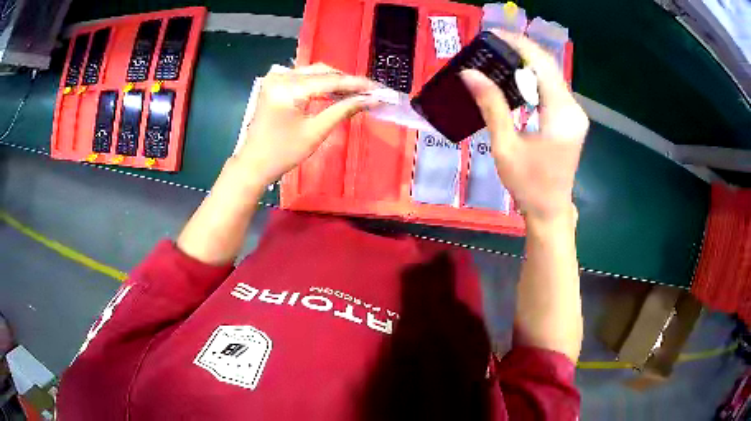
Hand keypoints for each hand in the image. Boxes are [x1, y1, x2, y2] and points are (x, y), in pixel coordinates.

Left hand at [235, 64, 378, 188]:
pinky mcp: (274, 84)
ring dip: (335, 81)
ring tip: (356, 93)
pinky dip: (320, 84)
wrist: (253, 164)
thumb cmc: (283, 153)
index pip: (330, 80)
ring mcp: (276, 78)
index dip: (357, 84)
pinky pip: (303, 78)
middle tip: (370, 92)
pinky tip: (335, 92)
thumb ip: (343, 110)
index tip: (379, 88)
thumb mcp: (315, 132)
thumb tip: (370, 99)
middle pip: (322, 72)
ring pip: (314, 73)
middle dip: (347, 81)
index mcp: (288, 88)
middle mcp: (281, 76)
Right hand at [460, 30, 588, 222]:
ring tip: (499, 55)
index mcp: (561, 115)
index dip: (519, 44)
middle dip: (521, 49)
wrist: (550, 211)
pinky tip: (515, 77)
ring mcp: (575, 114)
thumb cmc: (528, 185)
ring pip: (551, 75)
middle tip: (491, 43)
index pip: (543, 65)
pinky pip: (552, 88)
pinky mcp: (571, 119)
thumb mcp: (506, 146)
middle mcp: (574, 109)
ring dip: (526, 62)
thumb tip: (470, 73)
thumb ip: (491, 106)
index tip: (493, 34)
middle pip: (549, 66)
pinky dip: (533, 78)